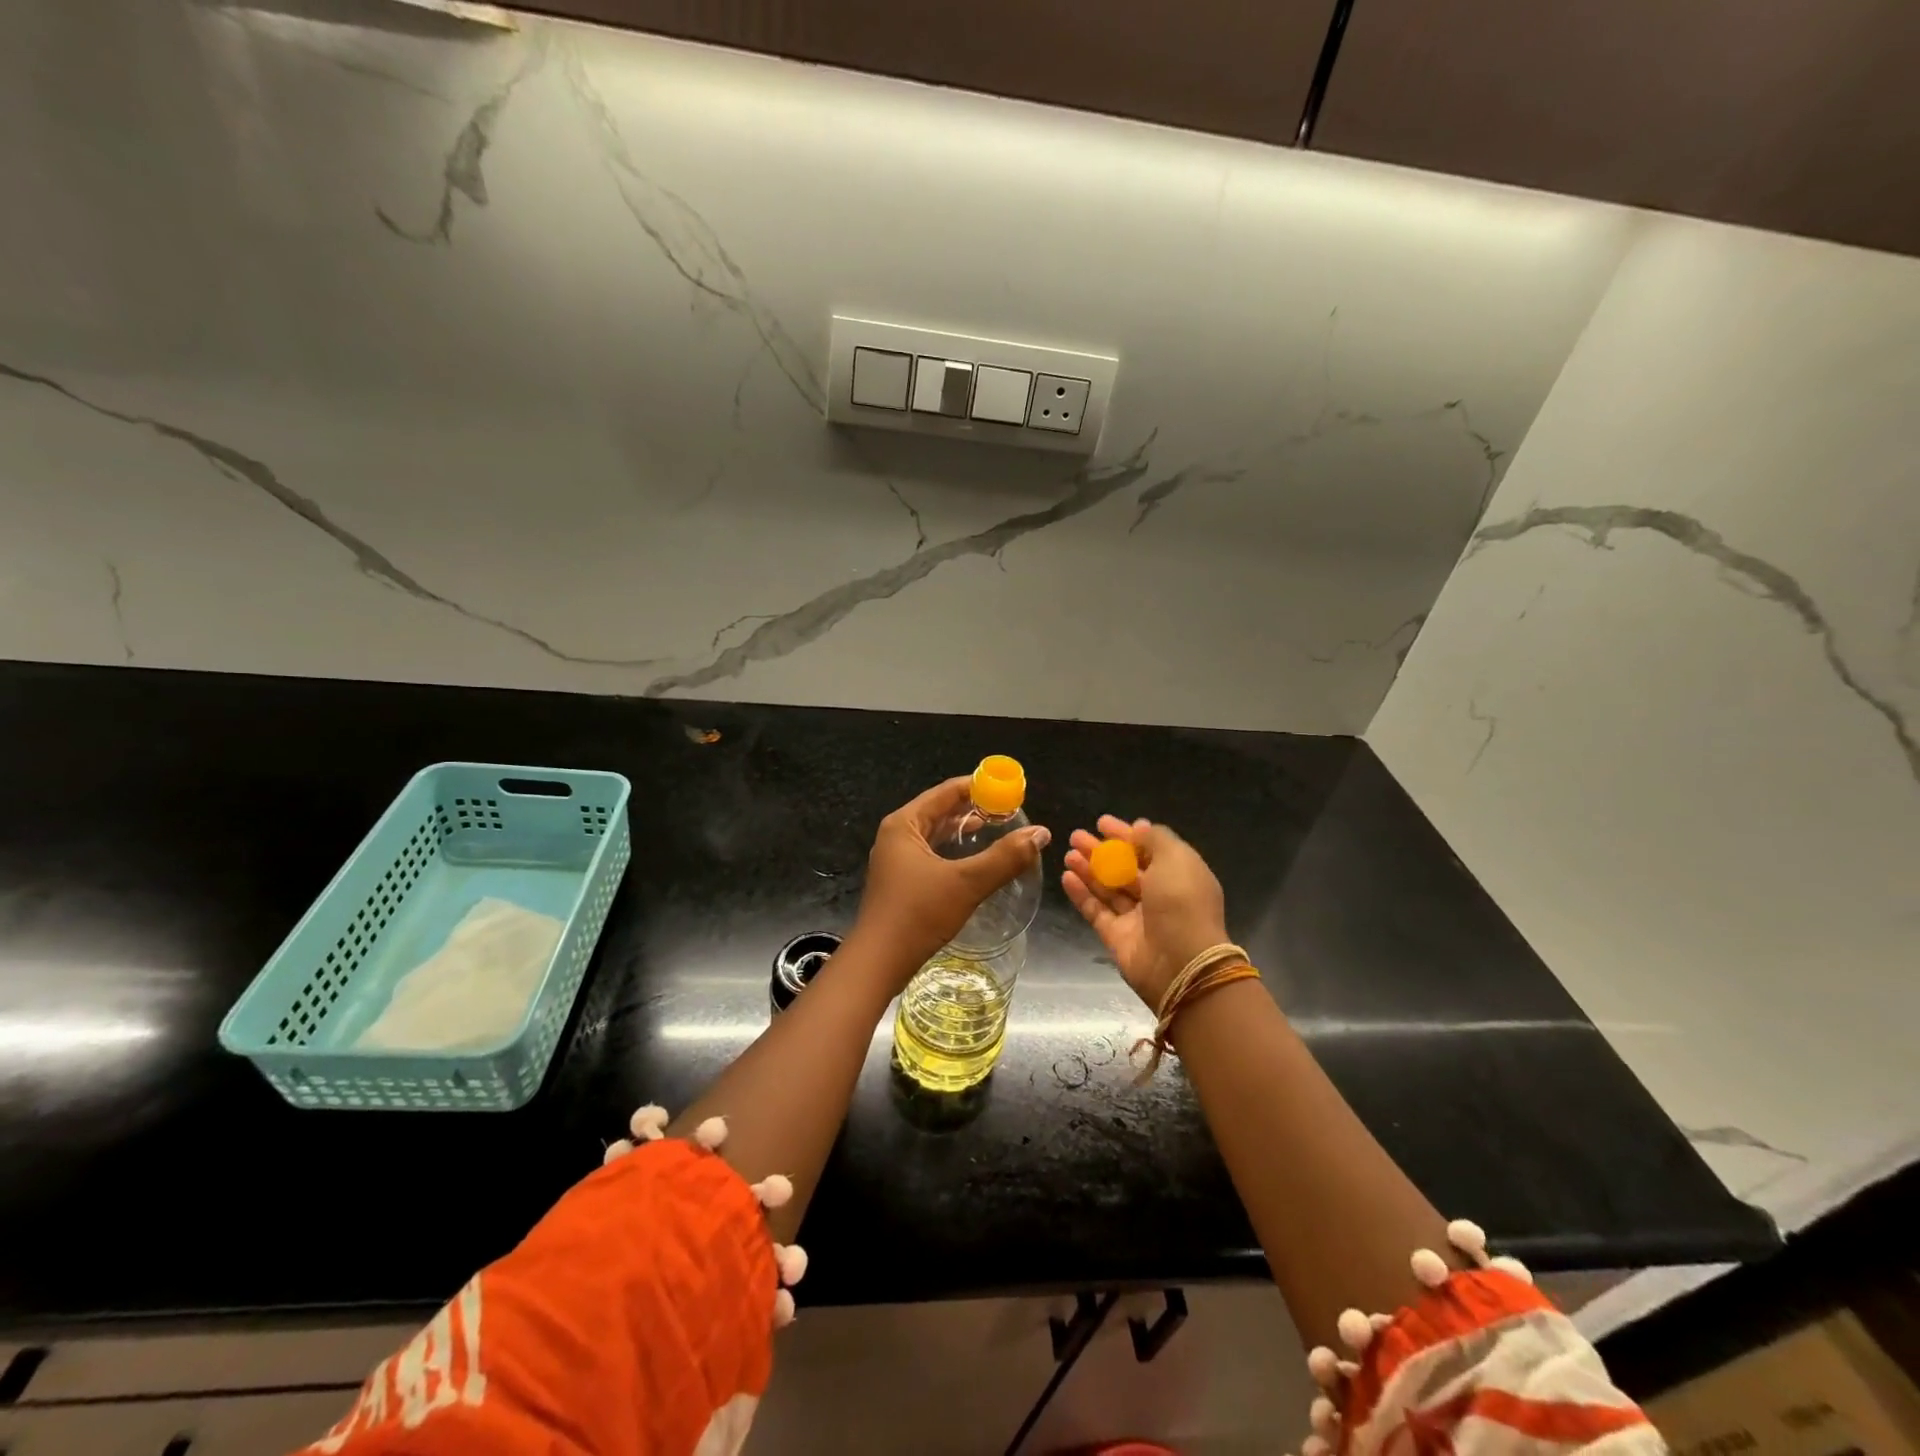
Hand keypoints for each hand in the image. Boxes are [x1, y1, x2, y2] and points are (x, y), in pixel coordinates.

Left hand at [851, 777, 1050, 980]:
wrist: (878, 963)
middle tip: (1011, 811)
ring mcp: (896, 859)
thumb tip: (1041, 833)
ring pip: (936, 833)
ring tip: (999, 829)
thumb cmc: (918, 915)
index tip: (1012, 790)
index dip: (981, 787)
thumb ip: (1005, 857)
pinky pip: (933, 853)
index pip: (947, 791)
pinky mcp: (901, 881)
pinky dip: (955, 851)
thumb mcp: (966, 883)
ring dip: (966, 830)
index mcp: (905, 824)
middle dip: (975, 808)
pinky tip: (975, 861)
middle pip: (940, 809)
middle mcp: (897, 835)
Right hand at [1062, 816, 1228, 1010]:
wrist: (1181, 963)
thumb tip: (1139, 827)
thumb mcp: (1177, 859)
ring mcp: (1137, 918)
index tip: (1101, 823)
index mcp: (1179, 875)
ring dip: (1088, 869)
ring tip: (1068, 854)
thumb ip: (1156, 839)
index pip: (1148, 849)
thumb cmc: (1182, 903)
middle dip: (1100, 851)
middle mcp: (1159, 895)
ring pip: (1108, 888)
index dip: (1125, 835)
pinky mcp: (1117, 937)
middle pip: (1124, 868)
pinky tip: (1066, 876)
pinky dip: (1081, 894)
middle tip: (1076, 836)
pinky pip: (1096, 910)